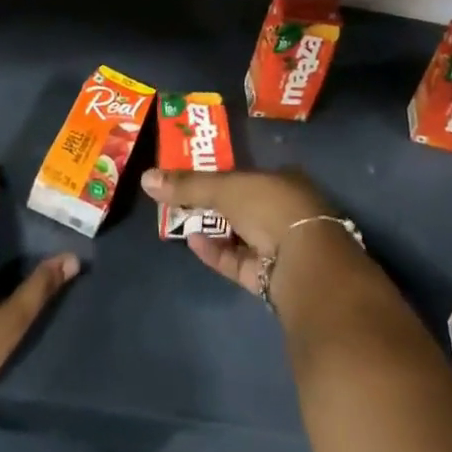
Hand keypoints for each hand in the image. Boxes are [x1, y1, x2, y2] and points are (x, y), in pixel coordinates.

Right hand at [140, 166, 336, 296]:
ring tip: (181, 221)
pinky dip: (217, 252)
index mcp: (284, 180)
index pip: (249, 175)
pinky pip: (239, 261)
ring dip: (214, 228)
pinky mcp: (271, 277)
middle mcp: (286, 210)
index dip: (222, 175)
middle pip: (244, 205)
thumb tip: (146, 178)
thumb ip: (188, 185)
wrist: (305, 263)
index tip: (195, 176)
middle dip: (215, 204)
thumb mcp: (225, 188)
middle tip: (182, 200)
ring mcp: (281, 245)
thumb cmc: (270, 207)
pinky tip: (193, 243)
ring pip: (241, 235)